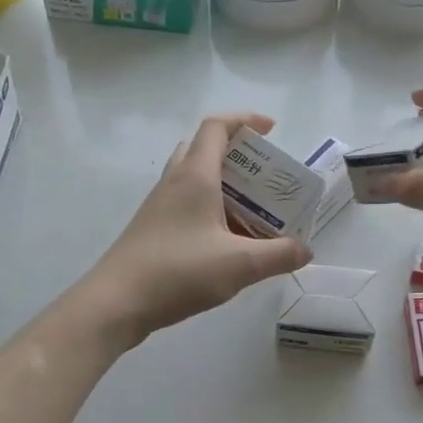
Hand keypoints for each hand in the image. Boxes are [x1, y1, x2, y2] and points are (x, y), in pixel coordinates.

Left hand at [84, 113, 311, 348]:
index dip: (245, 120)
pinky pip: (185, 205)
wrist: (116, 303)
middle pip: (203, 149)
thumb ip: (279, 255)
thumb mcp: (240, 265)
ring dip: (223, 186)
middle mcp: (174, 183)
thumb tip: (306, 249)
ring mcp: (158, 206)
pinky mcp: (152, 230)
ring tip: (253, 211)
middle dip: (237, 155)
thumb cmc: (178, 272)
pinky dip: (209, 210)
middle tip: (264, 177)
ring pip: (193, 179)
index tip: (272, 130)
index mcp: (195, 176)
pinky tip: (226, 241)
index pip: (216, 127)